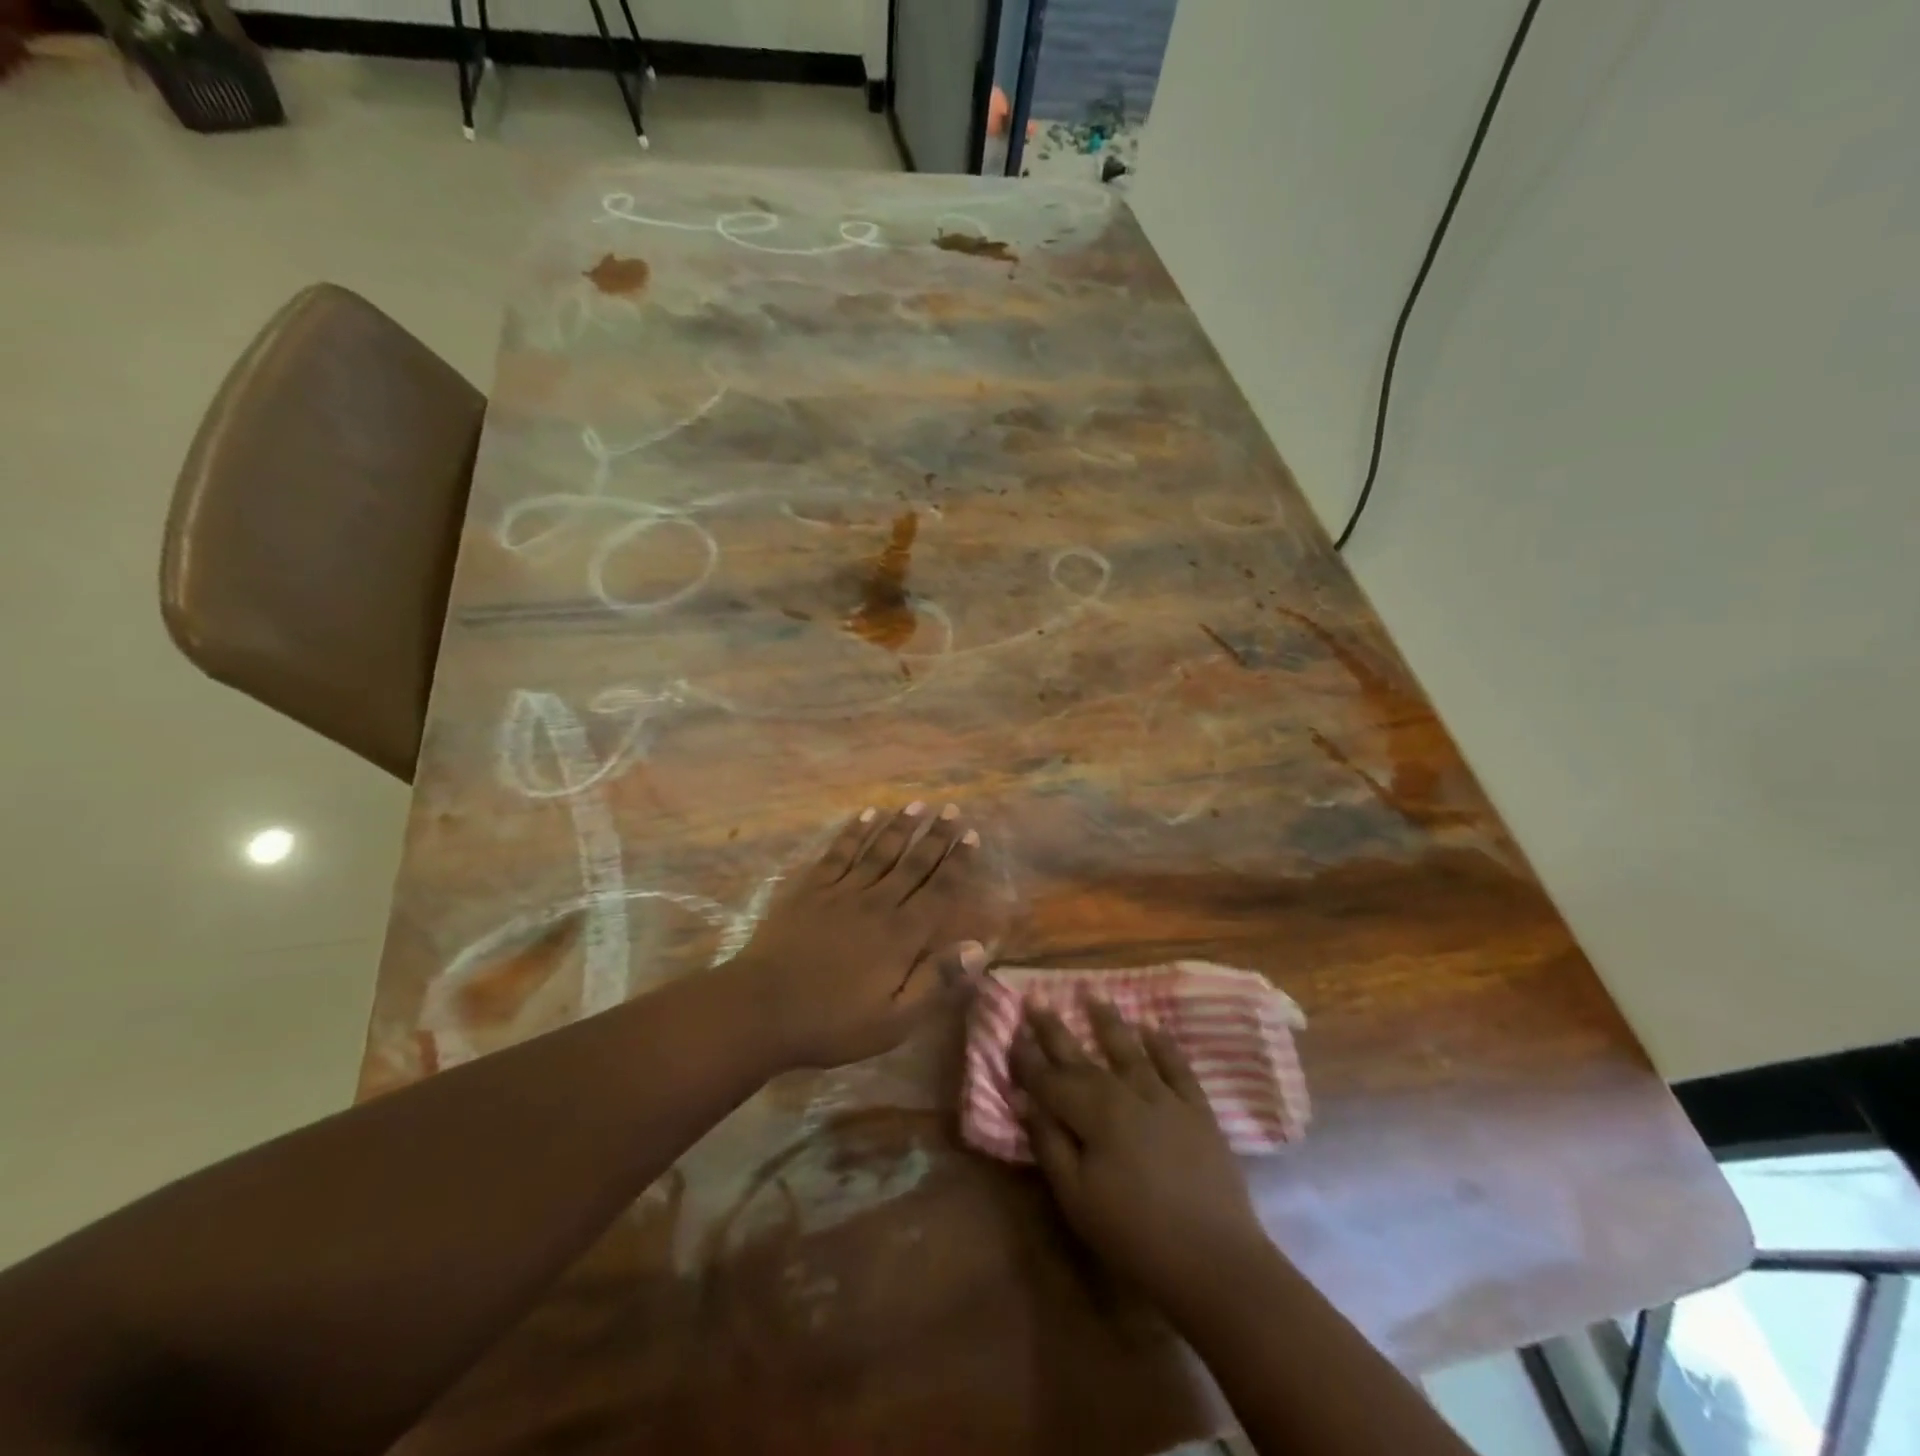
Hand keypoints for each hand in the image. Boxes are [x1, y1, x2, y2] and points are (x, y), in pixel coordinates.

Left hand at [725, 802, 991, 1069]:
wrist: (761, 1010)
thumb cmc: (832, 1022)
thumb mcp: (895, 1020)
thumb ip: (936, 982)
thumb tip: (978, 947)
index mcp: (901, 935)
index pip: (938, 891)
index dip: (958, 863)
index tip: (972, 836)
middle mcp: (877, 903)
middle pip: (912, 863)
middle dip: (936, 836)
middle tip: (952, 809)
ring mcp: (840, 892)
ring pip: (878, 851)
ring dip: (900, 826)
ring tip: (918, 803)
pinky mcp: (810, 890)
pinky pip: (838, 853)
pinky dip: (854, 833)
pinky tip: (866, 815)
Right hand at [1012, 998, 1270, 1309]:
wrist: (1214, 1261)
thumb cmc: (1134, 1235)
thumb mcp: (1077, 1198)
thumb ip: (1048, 1143)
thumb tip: (1024, 1100)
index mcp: (1092, 1113)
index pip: (1049, 1079)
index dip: (1027, 1058)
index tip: (1010, 1032)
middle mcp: (1125, 1092)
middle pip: (1082, 1057)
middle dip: (1054, 1030)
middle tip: (1036, 1000)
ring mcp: (1165, 1097)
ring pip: (1129, 1051)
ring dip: (1108, 1022)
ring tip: (1093, 994)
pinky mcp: (1197, 1110)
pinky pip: (1177, 1067)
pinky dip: (1164, 1046)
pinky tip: (1152, 1028)